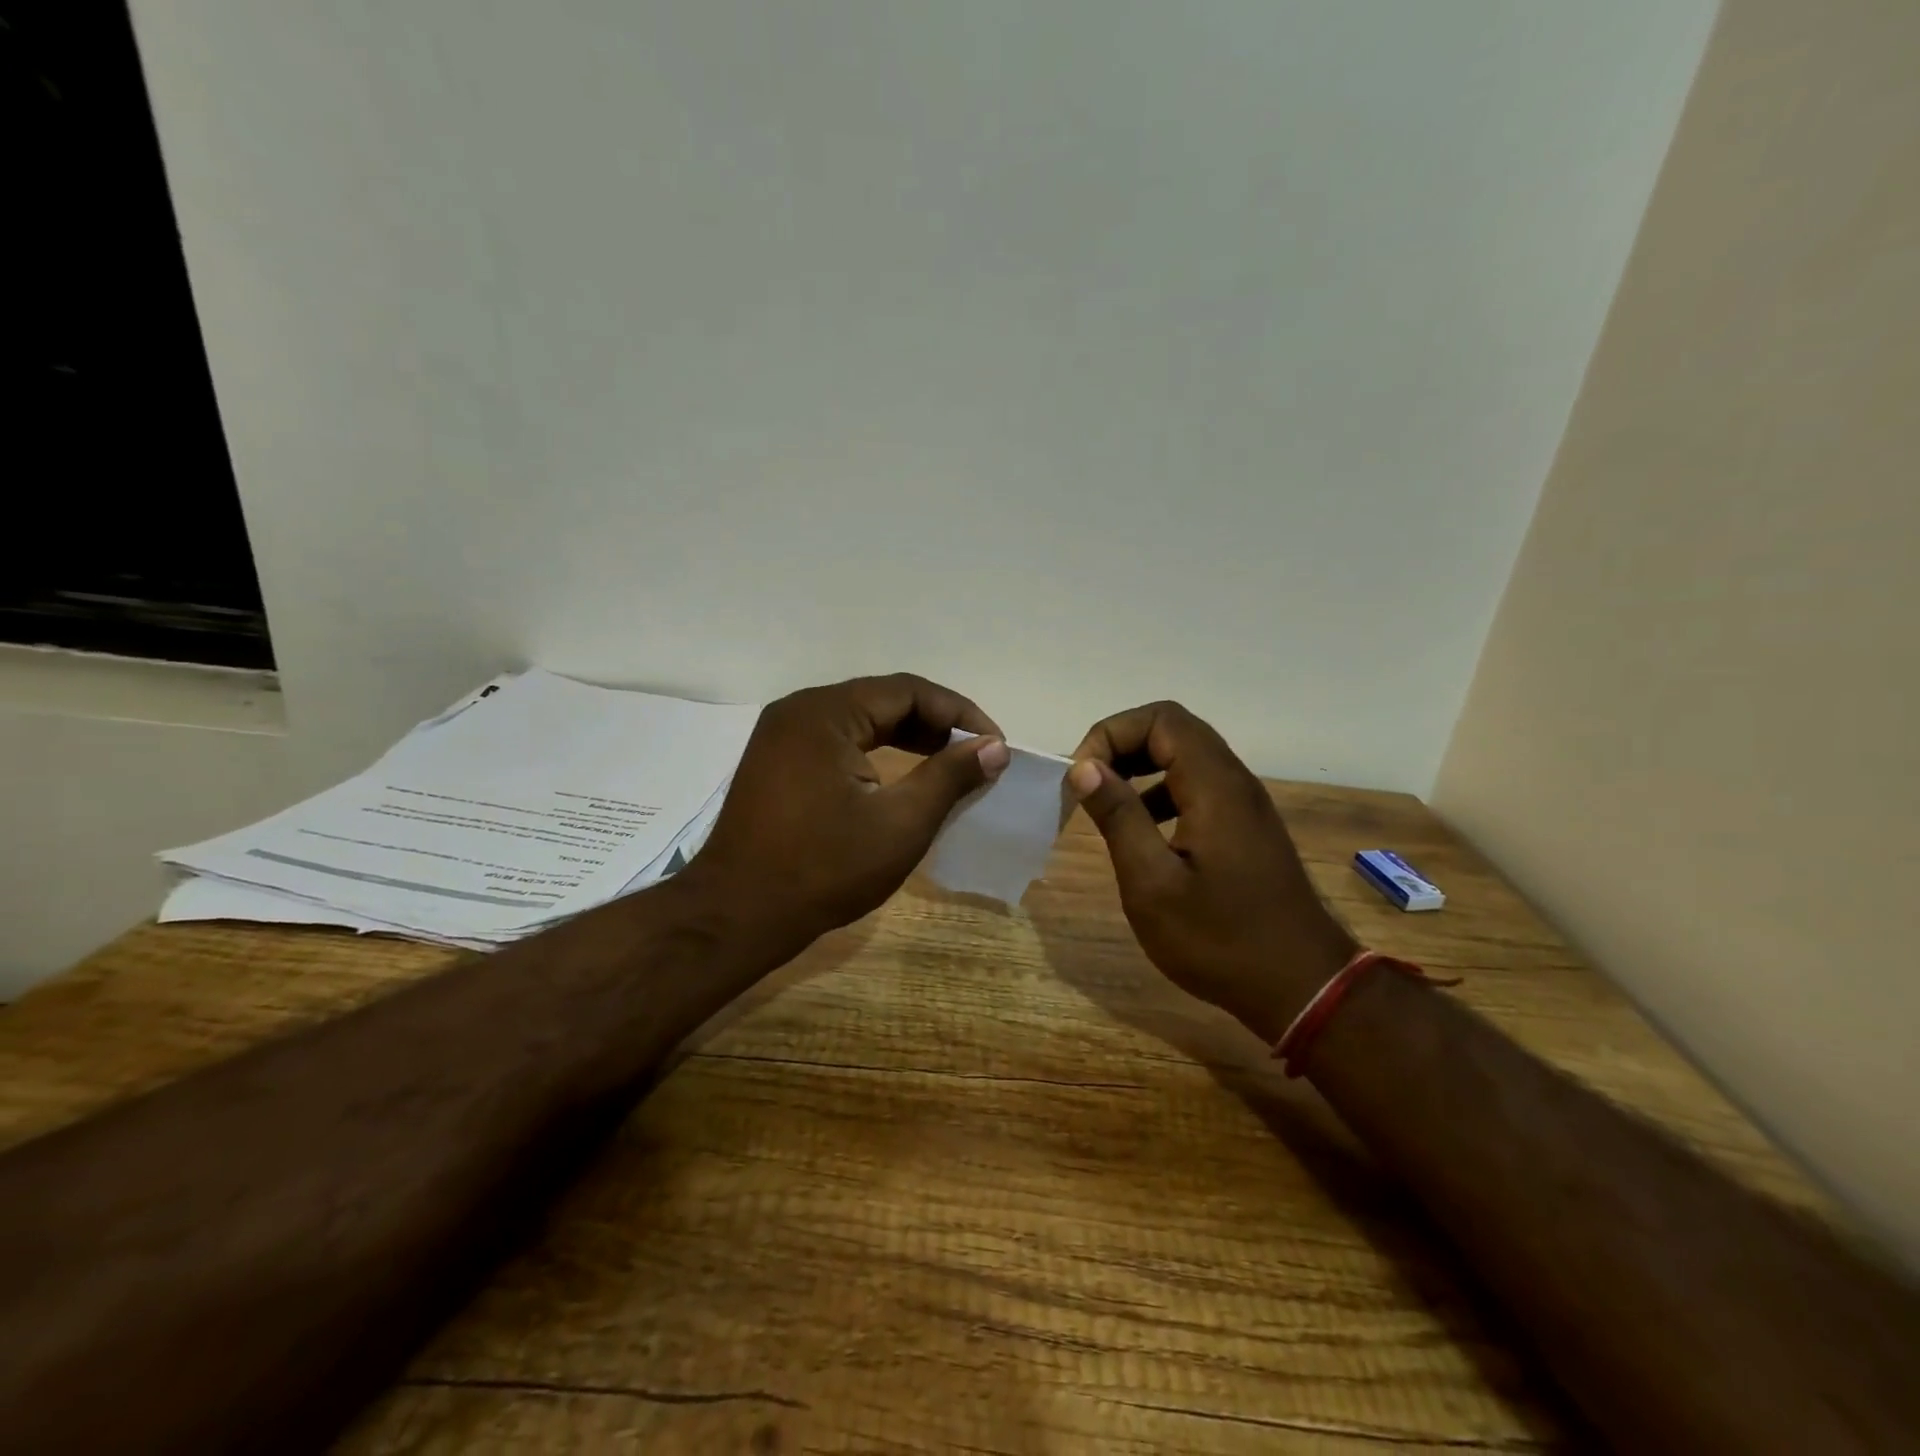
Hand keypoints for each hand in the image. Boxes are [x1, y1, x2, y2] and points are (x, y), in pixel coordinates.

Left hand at [686, 673, 1008, 954]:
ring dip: (907, 738)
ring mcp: (782, 736)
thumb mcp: (900, 824)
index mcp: (826, 712)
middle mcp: (800, 711)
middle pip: (883, 700)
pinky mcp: (777, 762)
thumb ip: (950, 777)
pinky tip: (899, 778)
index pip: (909, 691)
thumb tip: (995, 747)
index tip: (995, 746)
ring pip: (860, 720)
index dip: (960, 714)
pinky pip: (838, 741)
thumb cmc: (823, 869)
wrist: (737, 916)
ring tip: (948, 765)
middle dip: (936, 725)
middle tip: (976, 756)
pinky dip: (876, 753)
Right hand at [1068, 702, 1355, 1041]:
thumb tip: (1084, 766)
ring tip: (1106, 802)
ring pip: (1186, 756)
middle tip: (1088, 783)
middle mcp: (1234, 782)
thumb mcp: (1153, 884)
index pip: (1160, 720)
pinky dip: (1160, 790)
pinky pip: (1197, 785)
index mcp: (1214, 786)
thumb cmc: (1220, 940)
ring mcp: (1244, 804)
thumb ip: (1119, 817)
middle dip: (1122, 744)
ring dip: (1140, 766)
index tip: (1082, 777)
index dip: (1112, 734)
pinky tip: (1142, 831)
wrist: (1302, 988)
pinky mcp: (1245, 827)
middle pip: (1173, 729)